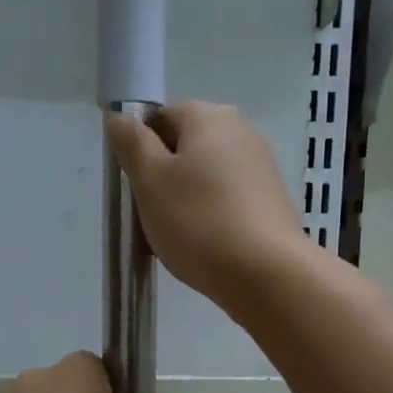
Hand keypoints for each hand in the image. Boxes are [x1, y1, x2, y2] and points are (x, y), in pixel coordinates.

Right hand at [106, 102, 314, 314]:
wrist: (266, 275)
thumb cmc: (199, 222)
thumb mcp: (150, 181)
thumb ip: (132, 144)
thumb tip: (120, 118)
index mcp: (210, 116)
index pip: (161, 118)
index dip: (141, 150)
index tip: (136, 187)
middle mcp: (242, 131)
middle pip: (185, 149)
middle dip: (163, 180)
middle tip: (151, 218)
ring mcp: (261, 168)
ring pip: (205, 180)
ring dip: (185, 204)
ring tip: (176, 240)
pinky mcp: (272, 203)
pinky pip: (227, 203)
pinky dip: (211, 220)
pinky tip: (204, 249)